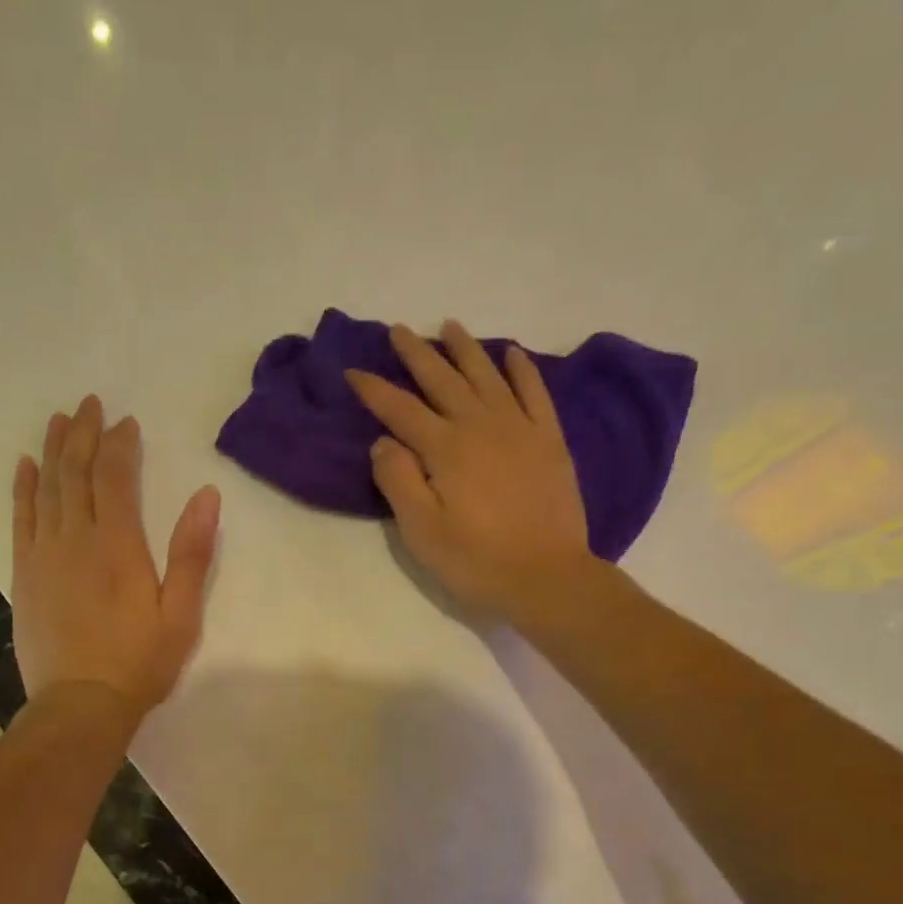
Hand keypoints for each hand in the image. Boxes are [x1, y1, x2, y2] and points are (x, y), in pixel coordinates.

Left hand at [12, 395, 219, 724]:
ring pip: (47, 489)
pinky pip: (21, 519)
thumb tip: (206, 494)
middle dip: (83, 434)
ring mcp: (43, 554)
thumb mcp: (180, 613)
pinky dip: (24, 489)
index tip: (126, 422)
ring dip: (53, 451)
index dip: (120, 445)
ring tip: (58, 420)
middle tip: (89, 404)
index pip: (115, 478)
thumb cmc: (139, 662)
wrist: (80, 704)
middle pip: (76, 473)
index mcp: (118, 545)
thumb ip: (191, 552)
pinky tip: (25, 467)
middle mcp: (75, 538)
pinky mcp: (24, 574)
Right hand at [346, 320, 592, 617]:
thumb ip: (398, 481)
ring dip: (466, 349)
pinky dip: (522, 369)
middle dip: (417, 354)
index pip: (401, 410)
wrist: (547, 577)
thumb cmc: (476, 561)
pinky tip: (512, 353)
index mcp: (445, 450)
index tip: (353, 371)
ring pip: (487, 376)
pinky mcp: (549, 441)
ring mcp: (520, 429)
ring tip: (450, 326)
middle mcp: (480, 426)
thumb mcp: (422, 531)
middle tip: (399, 330)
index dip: (375, 389)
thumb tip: (384, 441)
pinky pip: (535, 393)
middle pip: (443, 381)